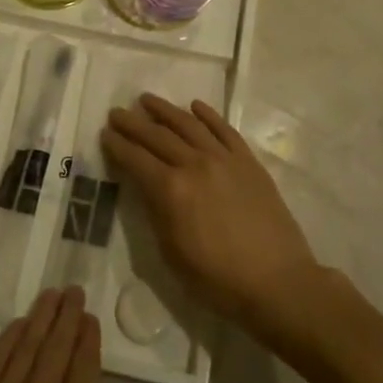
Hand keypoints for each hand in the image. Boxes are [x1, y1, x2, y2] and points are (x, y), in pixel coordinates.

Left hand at [0, 288, 137, 382]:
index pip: (85, 364)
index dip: (89, 337)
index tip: (90, 316)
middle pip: (56, 346)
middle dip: (67, 316)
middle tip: (73, 290)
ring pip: (25, 347)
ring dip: (40, 317)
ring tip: (51, 295)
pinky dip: (8, 339)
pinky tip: (17, 326)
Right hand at [101, 95, 322, 342]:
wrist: (277, 282)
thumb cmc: (218, 280)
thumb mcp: (172, 254)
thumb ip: (156, 213)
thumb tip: (147, 187)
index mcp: (171, 190)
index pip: (136, 159)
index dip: (117, 146)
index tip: (105, 133)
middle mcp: (195, 164)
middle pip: (157, 136)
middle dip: (133, 123)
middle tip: (117, 113)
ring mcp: (224, 159)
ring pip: (189, 124)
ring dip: (165, 110)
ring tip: (147, 100)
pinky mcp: (248, 161)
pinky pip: (224, 129)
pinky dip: (207, 115)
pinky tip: (194, 106)